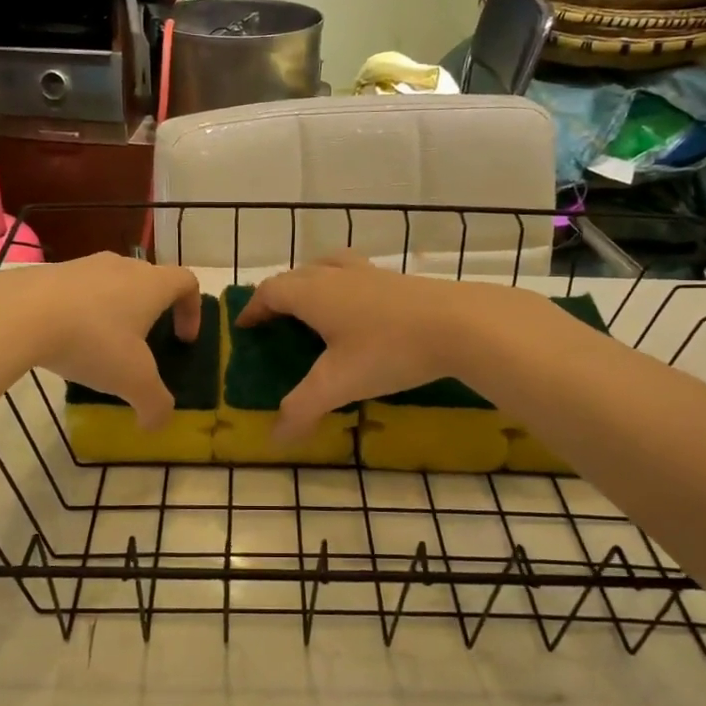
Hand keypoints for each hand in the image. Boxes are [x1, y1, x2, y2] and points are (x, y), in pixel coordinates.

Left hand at [0, 253, 201, 428]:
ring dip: (116, 310)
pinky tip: (66, 340)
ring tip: (102, 345)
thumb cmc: (92, 341)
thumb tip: (156, 424)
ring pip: (112, 283)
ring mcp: (84, 265)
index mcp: (151, 284)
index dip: (192, 310)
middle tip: (144, 345)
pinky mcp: (51, 272)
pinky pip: (78, 290)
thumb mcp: (132, 381)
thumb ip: (155, 404)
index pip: (187, 282)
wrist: (20, 313)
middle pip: (149, 280)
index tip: (183, 340)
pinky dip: (82, 311)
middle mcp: (122, 266)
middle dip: (153, 312)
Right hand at [237, 254, 490, 442]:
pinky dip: (346, 288)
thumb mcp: (339, 384)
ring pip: (330, 266)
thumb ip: (302, 409)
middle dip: (281, 294)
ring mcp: (371, 273)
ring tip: (315, 305)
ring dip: (314, 280)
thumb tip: (274, 439)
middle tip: (276, 320)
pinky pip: (358, 276)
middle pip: (298, 274)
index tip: (245, 326)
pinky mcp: (400, 280)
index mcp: (313, 293)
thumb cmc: (388, 350)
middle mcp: (337, 275)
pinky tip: (361, 313)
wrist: (461, 324)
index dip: (254, 308)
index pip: (271, 291)